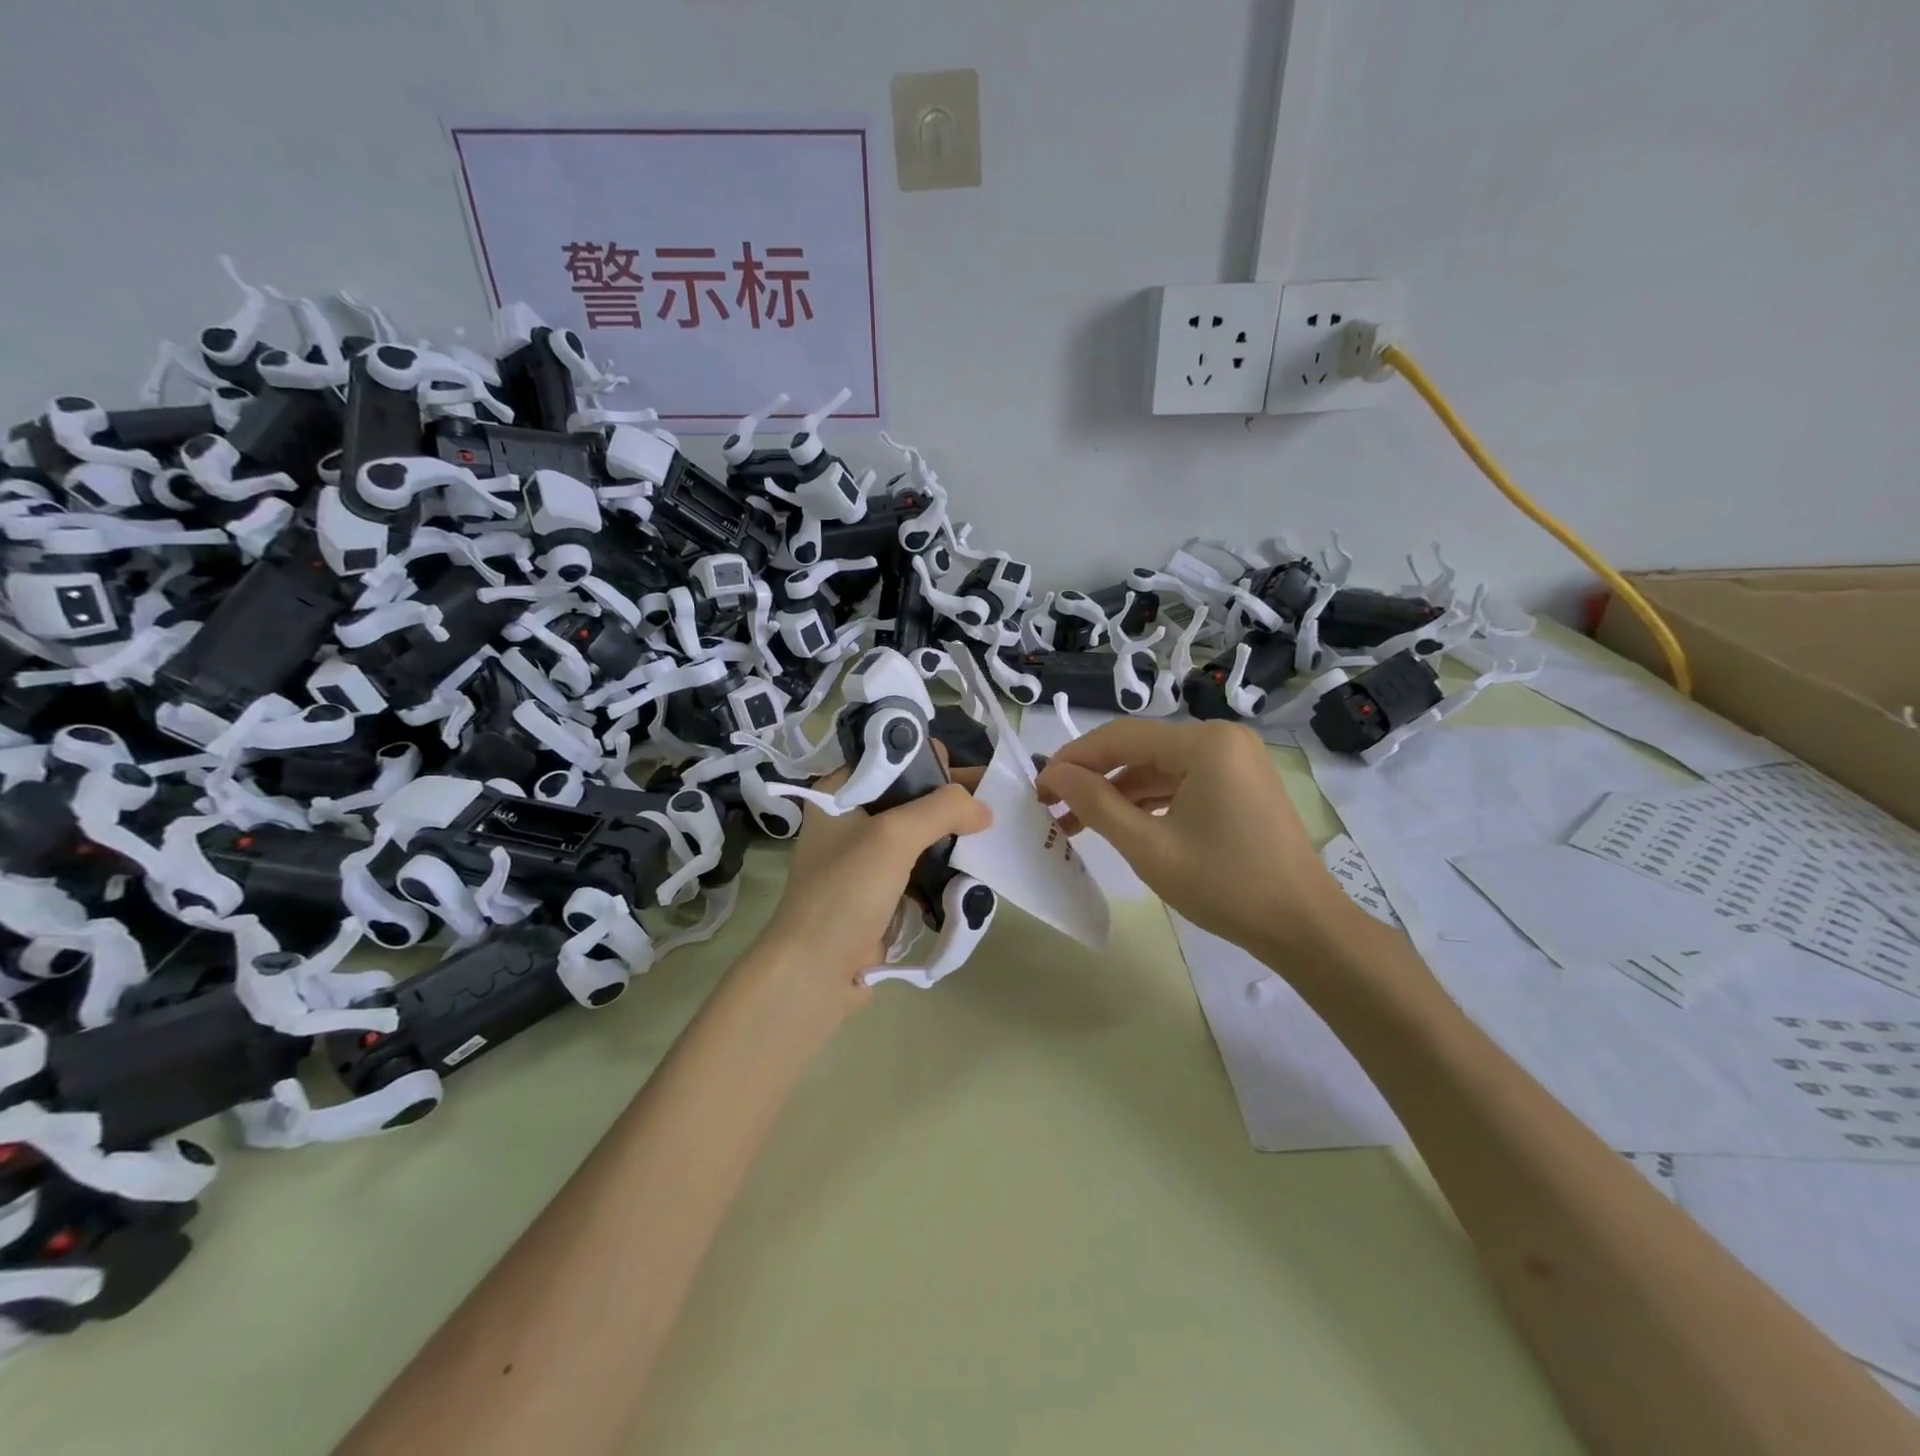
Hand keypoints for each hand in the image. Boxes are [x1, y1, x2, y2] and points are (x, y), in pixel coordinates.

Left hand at [753, 747, 991, 1012]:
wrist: (815, 972)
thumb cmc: (846, 891)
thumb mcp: (894, 836)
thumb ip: (942, 809)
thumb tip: (983, 809)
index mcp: (840, 793)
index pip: (891, 757)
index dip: (930, 759)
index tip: (969, 775)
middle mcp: (850, 818)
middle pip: (910, 795)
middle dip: (950, 801)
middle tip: (995, 803)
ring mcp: (865, 857)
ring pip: (919, 834)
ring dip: (951, 836)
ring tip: (991, 837)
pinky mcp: (880, 891)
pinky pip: (920, 868)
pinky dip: (943, 868)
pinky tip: (972, 871)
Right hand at [1034, 719, 1356, 960]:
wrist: (1303, 927)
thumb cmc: (1225, 886)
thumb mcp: (1149, 847)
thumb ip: (1096, 803)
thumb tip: (1053, 774)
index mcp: (1205, 743)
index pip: (1121, 737)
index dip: (1073, 759)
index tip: (1038, 787)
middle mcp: (1222, 738)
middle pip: (1139, 749)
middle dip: (1093, 778)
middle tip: (1052, 806)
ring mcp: (1235, 760)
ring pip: (1158, 768)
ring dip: (1117, 793)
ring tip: (1074, 823)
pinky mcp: (1239, 783)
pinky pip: (1181, 782)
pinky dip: (1148, 802)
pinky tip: (1118, 824)